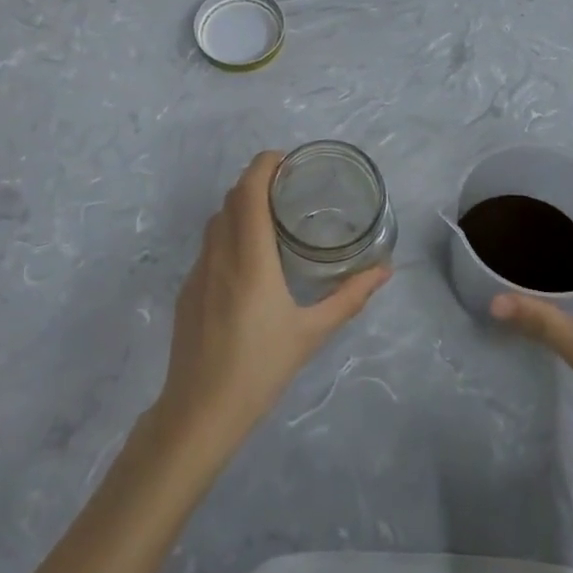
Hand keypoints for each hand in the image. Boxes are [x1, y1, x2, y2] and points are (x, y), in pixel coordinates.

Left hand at [155, 151, 390, 454]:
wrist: (199, 413)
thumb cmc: (260, 368)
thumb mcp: (312, 333)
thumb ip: (349, 297)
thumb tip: (385, 270)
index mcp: (249, 257)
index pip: (249, 190)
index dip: (265, 164)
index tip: (288, 160)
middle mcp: (219, 254)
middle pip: (232, 198)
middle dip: (257, 182)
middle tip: (289, 188)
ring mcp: (198, 271)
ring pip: (217, 221)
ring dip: (241, 206)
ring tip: (271, 218)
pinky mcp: (187, 290)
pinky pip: (208, 246)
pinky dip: (228, 234)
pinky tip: (249, 262)